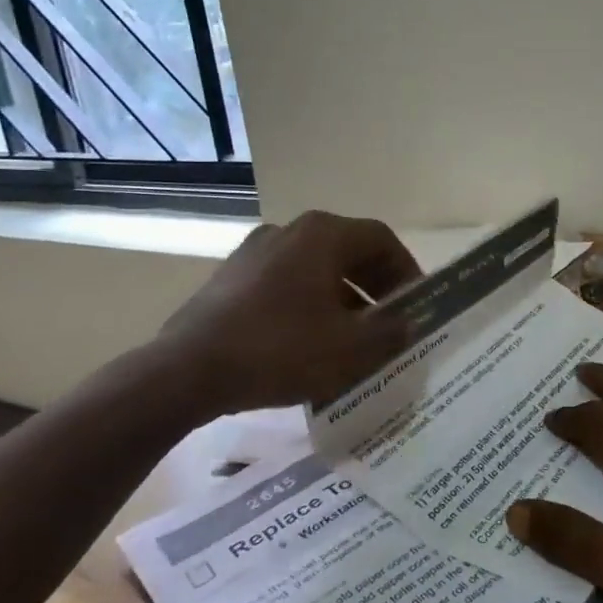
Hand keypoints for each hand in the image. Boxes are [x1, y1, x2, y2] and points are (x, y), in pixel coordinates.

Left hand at [122, 211, 420, 421]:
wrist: (186, 371)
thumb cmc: (280, 350)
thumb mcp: (350, 350)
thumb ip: (390, 332)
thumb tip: (408, 322)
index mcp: (322, 234)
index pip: (381, 239)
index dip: (406, 270)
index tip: (415, 304)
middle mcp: (289, 230)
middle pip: (348, 251)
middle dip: (375, 287)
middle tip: (390, 323)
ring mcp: (254, 251)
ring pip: (316, 269)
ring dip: (343, 298)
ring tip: (352, 339)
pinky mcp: (230, 277)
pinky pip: (285, 283)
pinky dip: (308, 304)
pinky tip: (309, 344)